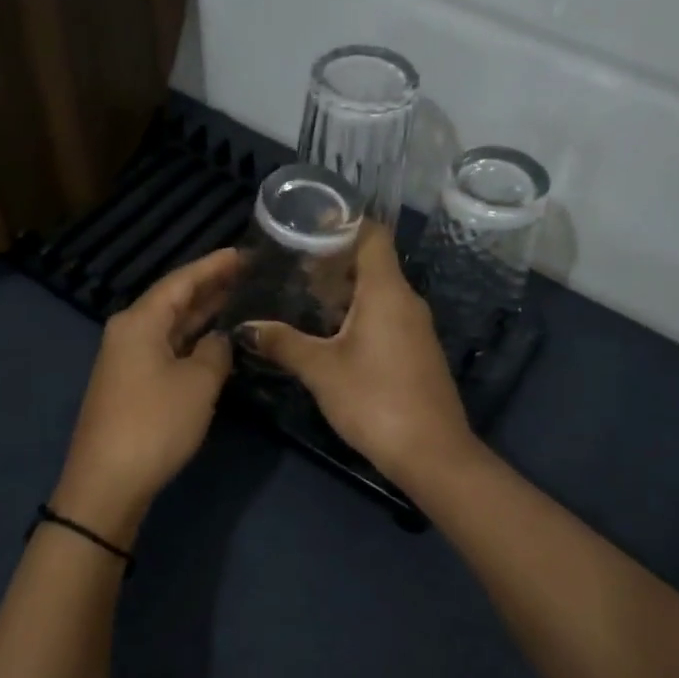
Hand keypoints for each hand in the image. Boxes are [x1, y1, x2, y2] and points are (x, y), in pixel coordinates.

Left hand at [52, 249, 240, 545]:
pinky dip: (191, 341)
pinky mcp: (130, 385)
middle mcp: (128, 332)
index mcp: (139, 321)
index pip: (181, 281)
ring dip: (201, 315)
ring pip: (170, 326)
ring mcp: (126, 360)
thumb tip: (219, 340)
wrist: (107, 482)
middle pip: (173, 300)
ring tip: (237, 299)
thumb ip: (215, 352)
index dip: (213, 266)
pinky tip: (213, 341)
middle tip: (247, 274)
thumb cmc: (155, 424)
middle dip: (209, 287)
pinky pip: (165, 349)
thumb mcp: (198, 383)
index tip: (242, 253)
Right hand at [240, 224, 477, 489]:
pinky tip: (327, 333)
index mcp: (386, 291)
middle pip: (371, 262)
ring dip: (342, 290)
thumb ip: (283, 343)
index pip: (372, 235)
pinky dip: (356, 313)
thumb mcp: (321, 370)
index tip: (307, 226)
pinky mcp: (415, 351)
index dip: (342, 224)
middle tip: (291, 265)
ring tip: (302, 297)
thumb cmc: (375, 400)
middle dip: (332, 260)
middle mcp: (406, 300)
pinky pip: (384, 315)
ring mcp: (414, 327)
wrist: (432, 453)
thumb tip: (245, 327)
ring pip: (377, 292)